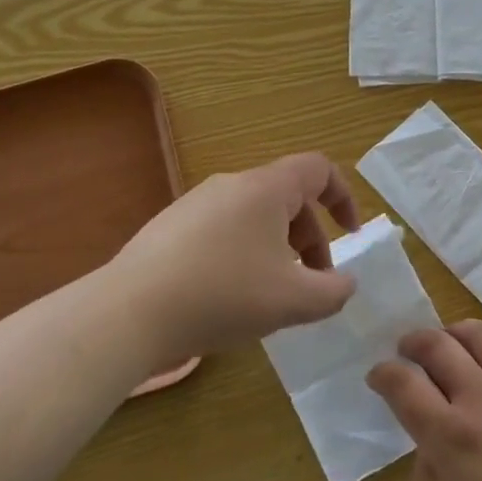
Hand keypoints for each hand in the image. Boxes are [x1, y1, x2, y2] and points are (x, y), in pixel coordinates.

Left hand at [111, 152, 359, 363]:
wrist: (130, 311)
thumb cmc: (224, 295)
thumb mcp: (293, 301)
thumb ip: (333, 292)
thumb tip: (345, 283)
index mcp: (266, 188)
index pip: (318, 169)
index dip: (343, 197)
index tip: (350, 234)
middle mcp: (231, 184)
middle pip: (287, 198)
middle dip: (311, 239)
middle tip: (312, 284)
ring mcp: (196, 203)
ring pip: (255, 217)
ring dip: (278, 250)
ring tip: (272, 295)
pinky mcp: (170, 227)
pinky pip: (223, 231)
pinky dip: (244, 255)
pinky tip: (230, 296)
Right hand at [369, 321, 481, 480]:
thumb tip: (425, 451)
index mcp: (451, 437)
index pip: (403, 385)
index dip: (383, 374)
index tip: (378, 376)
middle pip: (438, 346)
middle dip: (413, 342)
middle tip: (407, 349)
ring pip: (481, 335)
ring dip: (454, 332)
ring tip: (449, 341)